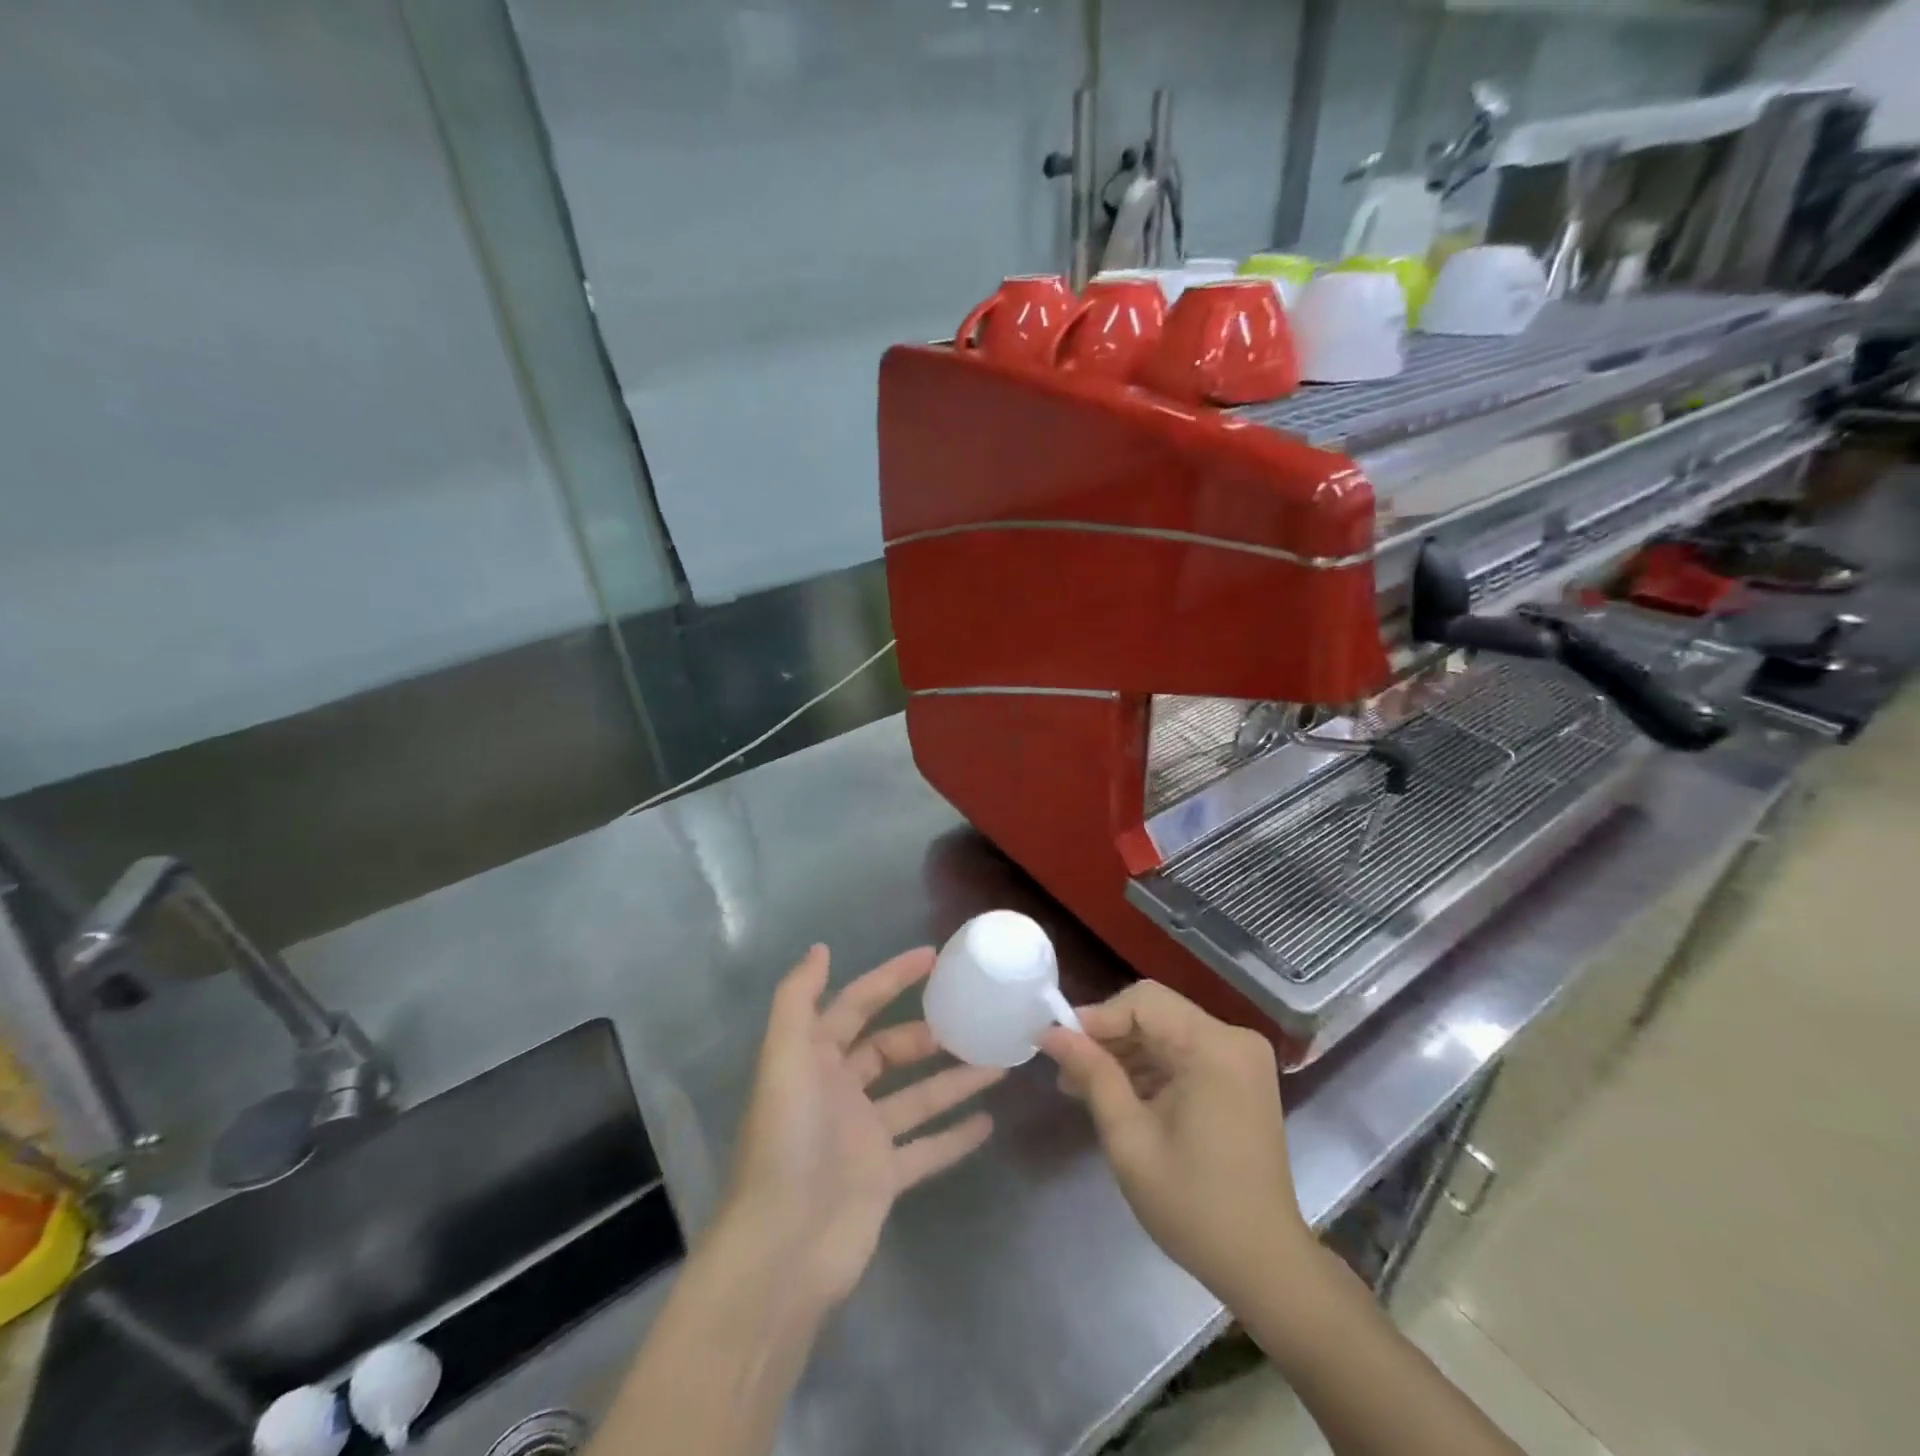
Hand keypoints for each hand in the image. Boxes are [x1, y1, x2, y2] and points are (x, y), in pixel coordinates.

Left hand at [721, 944, 1004, 1310]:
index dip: (891, 978)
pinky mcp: (883, 1179)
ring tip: (1000, 1061)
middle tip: (974, 1016)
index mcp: (814, 1059)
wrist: (782, 1250)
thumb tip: (820, 948)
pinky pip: (927, 1148)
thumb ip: (799, 1000)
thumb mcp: (784, 1058)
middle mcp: (839, 1091)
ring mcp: (863, 1137)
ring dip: (955, 1078)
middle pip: (890, 1049)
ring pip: (917, 1096)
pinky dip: (955, 1136)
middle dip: (929, 1031)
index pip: (857, 1004)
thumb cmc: (787, 1141)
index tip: (933, 958)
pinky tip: (988, 1121)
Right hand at [1041, 981, 1311, 1301]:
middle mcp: (1233, 1039)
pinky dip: (1149, 1068)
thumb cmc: (1193, 1206)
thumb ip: (1092, 1075)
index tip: (1058, 1045)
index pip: (1143, 1003)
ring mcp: (1240, 1058)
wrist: (1264, 1265)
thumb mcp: (1130, 1139)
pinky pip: (1183, 1053)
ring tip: (1081, 1086)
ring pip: (1165, 1031)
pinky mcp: (1238, 1077)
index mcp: (1214, 1047)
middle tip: (1066, 1070)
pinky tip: (1117, 1095)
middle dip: (1107, 1038)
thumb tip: (1051, 1032)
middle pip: (1155, 1013)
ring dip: (1125, 1053)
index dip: (1096, 1018)